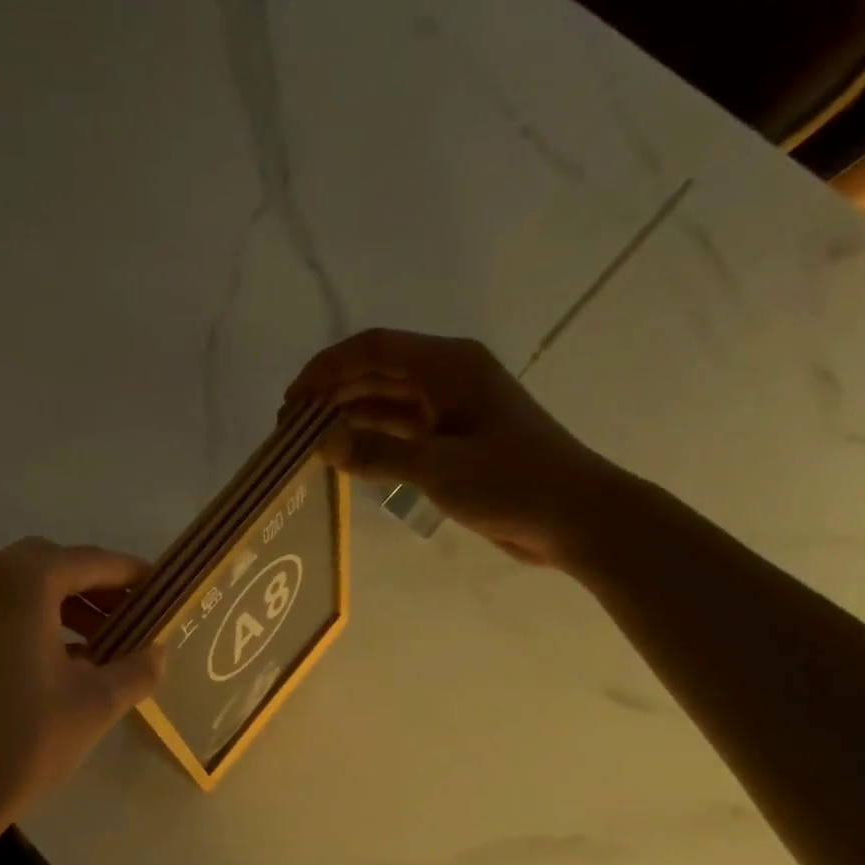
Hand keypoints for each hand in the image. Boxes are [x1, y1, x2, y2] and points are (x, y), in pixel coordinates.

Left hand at [0, 538, 166, 845]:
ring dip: (68, 606)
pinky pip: (3, 610)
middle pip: (55, 568)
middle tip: (135, 616)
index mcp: (23, 581)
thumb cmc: (24, 739)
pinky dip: (38, 621)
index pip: (91, 562)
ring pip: (26, 589)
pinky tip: (67, 659)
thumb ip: (136, 668)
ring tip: (107, 641)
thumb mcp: (95, 703)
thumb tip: (160, 651)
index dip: (131, 575)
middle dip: (98, 589)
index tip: (163, 590)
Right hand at [284, 328, 633, 568]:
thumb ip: (375, 453)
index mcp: (449, 365)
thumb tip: (319, 442)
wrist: (574, 517)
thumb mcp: (438, 468)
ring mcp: (450, 410)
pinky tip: (342, 458)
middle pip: (375, 373)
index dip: (327, 368)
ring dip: (346, 418)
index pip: (374, 348)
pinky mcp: (452, 441)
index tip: (291, 400)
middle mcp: (447, 378)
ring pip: (385, 403)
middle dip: (330, 394)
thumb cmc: (513, 482)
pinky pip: (399, 431)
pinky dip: (370, 440)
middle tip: (290, 429)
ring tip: (306, 444)